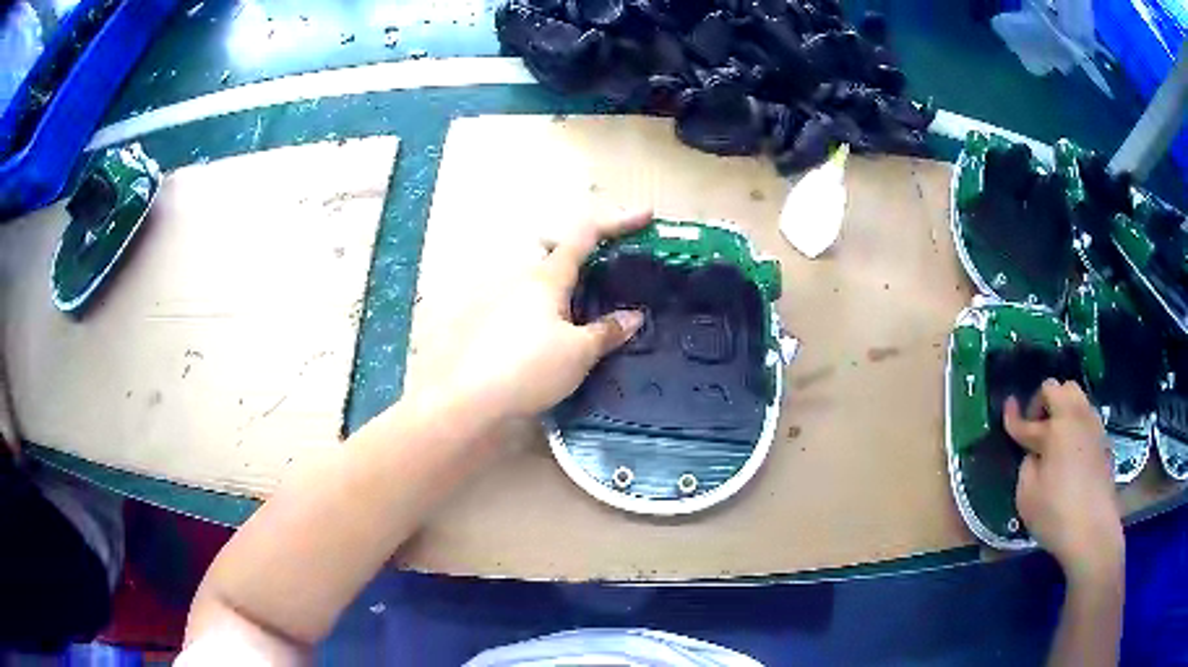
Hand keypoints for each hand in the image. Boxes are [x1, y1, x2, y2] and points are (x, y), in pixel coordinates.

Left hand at [423, 210, 649, 421]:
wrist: (471, 399)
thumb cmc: (528, 368)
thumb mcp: (578, 353)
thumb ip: (607, 331)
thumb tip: (633, 317)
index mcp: (547, 277)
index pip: (586, 234)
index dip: (618, 221)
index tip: (647, 214)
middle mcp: (522, 278)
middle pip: (558, 248)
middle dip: (587, 247)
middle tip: (612, 265)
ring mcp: (503, 298)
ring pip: (542, 274)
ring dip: (568, 278)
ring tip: (590, 305)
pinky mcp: (493, 322)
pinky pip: (531, 298)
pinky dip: (553, 302)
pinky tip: (559, 329)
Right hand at [1004, 379, 1122, 584]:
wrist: (1093, 531)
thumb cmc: (1056, 514)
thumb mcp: (1027, 496)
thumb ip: (1027, 466)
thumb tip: (1035, 455)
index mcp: (1055, 429)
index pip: (1027, 420)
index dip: (1013, 417)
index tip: (1007, 407)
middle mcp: (1076, 418)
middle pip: (1059, 388)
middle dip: (1044, 401)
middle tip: (1036, 426)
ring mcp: (1093, 428)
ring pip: (1077, 398)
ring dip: (1063, 409)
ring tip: (1055, 436)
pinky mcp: (1104, 442)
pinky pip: (1087, 418)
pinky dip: (1076, 425)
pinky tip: (1071, 451)